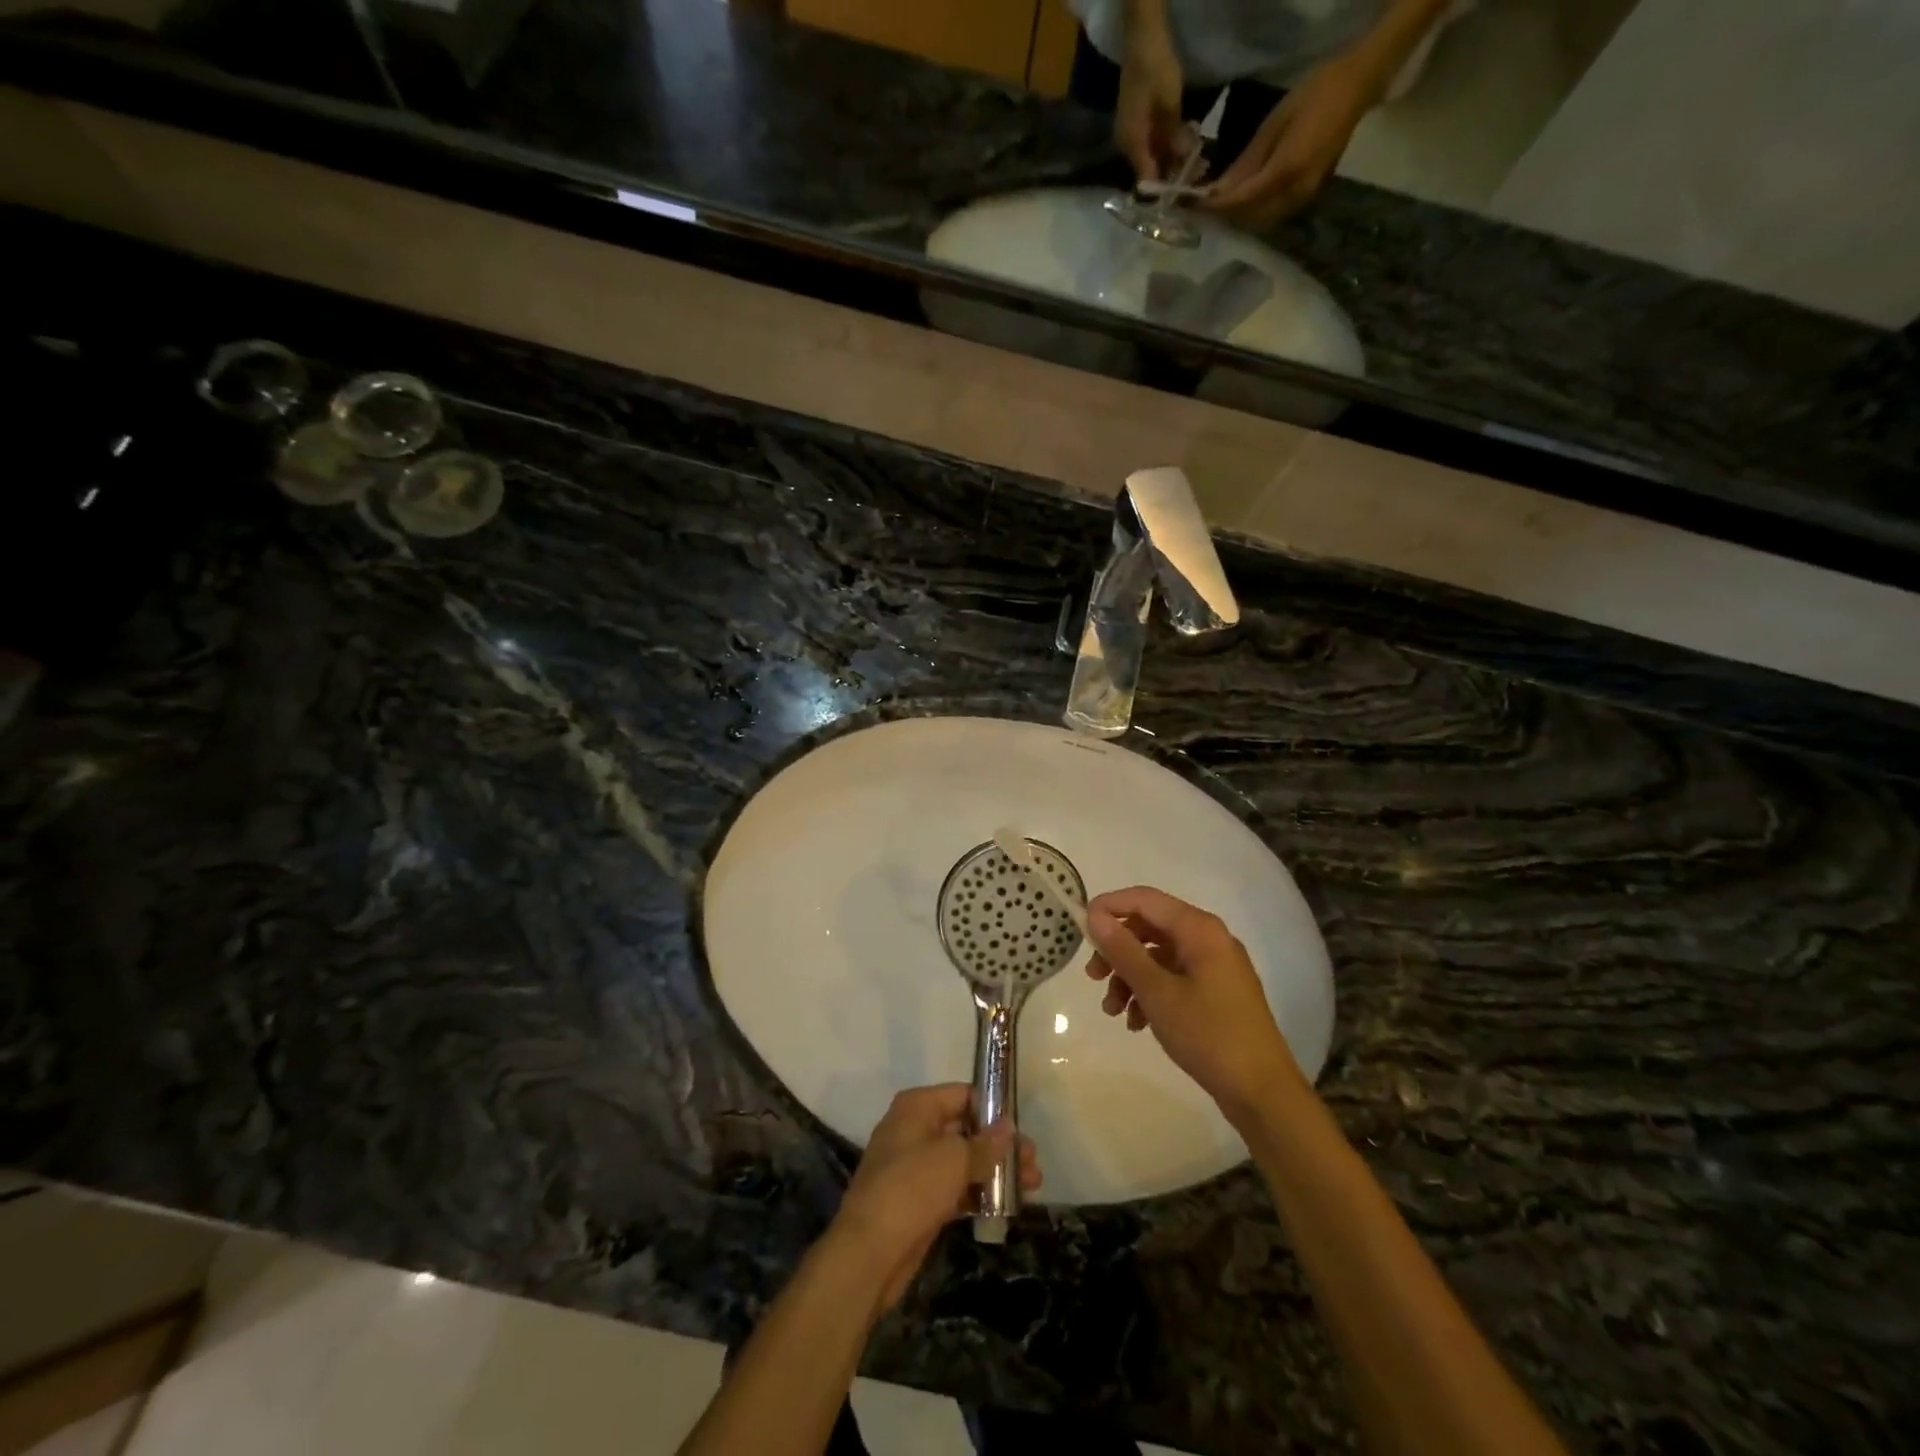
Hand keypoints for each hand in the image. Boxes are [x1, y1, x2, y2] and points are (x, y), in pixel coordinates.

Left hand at [832, 1084, 1040, 1309]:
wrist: (869, 1253)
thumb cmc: (911, 1188)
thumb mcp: (953, 1160)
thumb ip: (985, 1144)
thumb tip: (1008, 1127)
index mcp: (917, 1107)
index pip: (963, 1095)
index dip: (993, 1110)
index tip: (1021, 1129)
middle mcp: (915, 1130)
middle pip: (966, 1129)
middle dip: (1000, 1145)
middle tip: (1033, 1163)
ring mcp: (916, 1167)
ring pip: (963, 1162)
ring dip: (995, 1172)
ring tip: (1032, 1186)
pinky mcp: (920, 1201)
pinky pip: (956, 1189)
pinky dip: (979, 1194)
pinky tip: (1007, 1206)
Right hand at [1085, 887, 1306, 1123]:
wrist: (1262, 1092)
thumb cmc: (1208, 1034)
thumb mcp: (1157, 991)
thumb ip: (1124, 950)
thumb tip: (1095, 916)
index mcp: (1199, 929)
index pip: (1145, 899)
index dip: (1109, 907)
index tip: (1080, 928)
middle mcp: (1209, 939)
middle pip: (1149, 927)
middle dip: (1117, 950)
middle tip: (1092, 976)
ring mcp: (1214, 967)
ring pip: (1158, 957)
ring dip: (1130, 977)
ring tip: (1112, 1011)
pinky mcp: (1216, 992)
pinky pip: (1173, 979)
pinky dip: (1150, 994)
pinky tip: (1137, 1023)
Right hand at [1115, 17, 1186, 182]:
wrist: (1142, 38)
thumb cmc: (1155, 69)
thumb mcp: (1170, 105)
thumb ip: (1175, 137)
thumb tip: (1183, 164)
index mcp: (1132, 144)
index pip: (1147, 178)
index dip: (1166, 187)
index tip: (1186, 190)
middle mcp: (1127, 146)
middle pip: (1151, 169)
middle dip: (1173, 171)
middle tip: (1198, 170)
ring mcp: (1131, 135)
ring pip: (1153, 156)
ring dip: (1174, 157)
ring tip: (1197, 154)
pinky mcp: (1137, 125)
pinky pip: (1153, 144)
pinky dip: (1168, 145)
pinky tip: (1185, 140)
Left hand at [1201, 58, 1376, 229]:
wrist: (1357, 86)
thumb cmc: (1314, 95)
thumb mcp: (1273, 124)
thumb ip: (1246, 163)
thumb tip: (1218, 192)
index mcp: (1286, 171)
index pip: (1242, 201)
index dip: (1217, 208)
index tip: (1195, 208)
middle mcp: (1295, 193)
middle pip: (1250, 219)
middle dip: (1226, 218)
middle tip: (1202, 213)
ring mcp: (1304, 198)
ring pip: (1262, 222)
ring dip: (1239, 220)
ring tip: (1219, 212)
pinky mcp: (1308, 197)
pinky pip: (1274, 215)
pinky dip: (1255, 214)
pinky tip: (1242, 206)